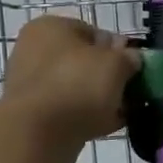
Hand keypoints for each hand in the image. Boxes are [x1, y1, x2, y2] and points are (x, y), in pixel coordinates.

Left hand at [0, 15, 139, 157]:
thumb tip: (131, 58)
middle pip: (82, 61)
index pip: (92, 31)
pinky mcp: (30, 115)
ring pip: (75, 87)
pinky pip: (65, 110)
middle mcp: (33, 50)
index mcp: (50, 27)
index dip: (117, 49)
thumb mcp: (116, 64)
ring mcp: (29, 84)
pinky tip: (106, 127)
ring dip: (98, 99)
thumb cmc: (77, 85)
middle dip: (107, 76)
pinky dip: (85, 116)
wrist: (37, 136)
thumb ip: (129, 57)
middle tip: (129, 92)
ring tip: (122, 113)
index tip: (133, 67)